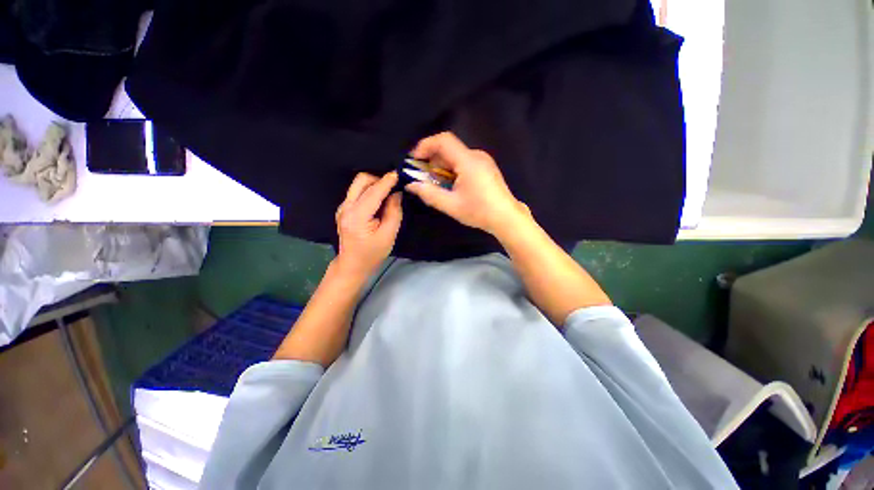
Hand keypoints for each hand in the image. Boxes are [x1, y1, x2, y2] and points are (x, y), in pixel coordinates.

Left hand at [335, 171, 402, 277]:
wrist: (352, 265)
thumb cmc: (372, 254)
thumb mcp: (389, 235)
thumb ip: (394, 212)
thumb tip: (397, 194)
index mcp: (357, 216)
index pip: (374, 192)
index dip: (387, 181)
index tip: (399, 174)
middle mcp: (346, 207)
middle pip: (362, 180)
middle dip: (379, 179)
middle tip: (394, 187)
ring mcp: (342, 207)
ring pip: (358, 184)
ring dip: (374, 184)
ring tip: (388, 194)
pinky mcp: (343, 209)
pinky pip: (357, 192)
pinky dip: (369, 191)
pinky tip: (378, 201)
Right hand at [405, 132, 530, 237]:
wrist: (507, 218)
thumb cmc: (479, 211)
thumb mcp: (451, 205)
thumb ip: (429, 194)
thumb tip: (411, 185)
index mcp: (468, 161)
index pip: (443, 140)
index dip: (425, 145)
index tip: (414, 160)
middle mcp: (476, 155)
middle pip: (448, 149)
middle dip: (432, 160)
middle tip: (423, 178)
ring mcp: (483, 160)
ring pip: (456, 156)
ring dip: (442, 167)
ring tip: (437, 185)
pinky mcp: (486, 167)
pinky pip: (464, 162)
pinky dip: (452, 170)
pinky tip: (451, 185)